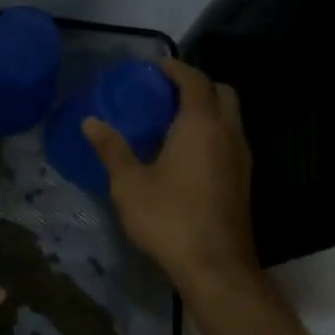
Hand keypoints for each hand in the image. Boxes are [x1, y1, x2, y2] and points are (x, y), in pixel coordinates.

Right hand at [82, 59, 259, 297]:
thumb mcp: (129, 184)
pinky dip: (213, 132)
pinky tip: (185, 153)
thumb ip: (111, 149)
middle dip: (198, 85)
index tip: (155, 66)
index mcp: (201, 126)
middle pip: (223, 93)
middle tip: (166, 92)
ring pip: (231, 118)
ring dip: (208, 110)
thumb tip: (90, 121)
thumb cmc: (169, 218)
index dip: (175, 68)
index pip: (194, 81)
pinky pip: (230, 140)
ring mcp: (242, 159)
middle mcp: (228, 134)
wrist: (216, 268)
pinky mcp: (244, 181)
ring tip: (172, 120)